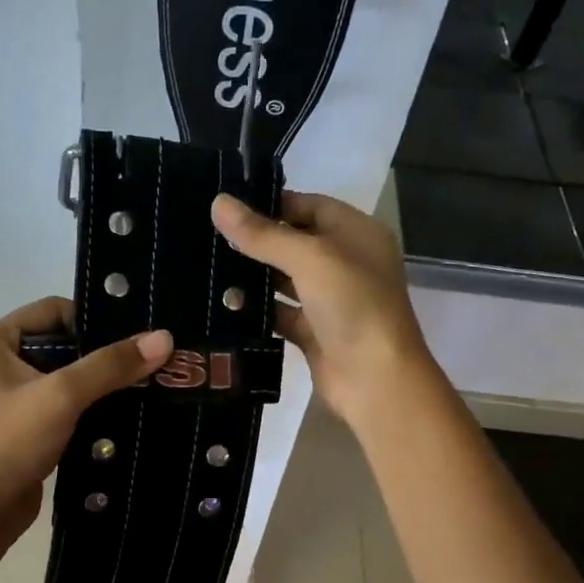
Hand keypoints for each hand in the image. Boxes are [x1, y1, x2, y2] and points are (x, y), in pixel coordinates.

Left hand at [0, 297, 172, 545]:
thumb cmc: (9, 442)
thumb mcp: (62, 395)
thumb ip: (111, 365)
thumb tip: (164, 337)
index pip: (54, 311)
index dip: (94, 321)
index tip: (135, 338)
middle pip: (64, 344)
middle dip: (104, 355)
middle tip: (150, 362)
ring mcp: (13, 397)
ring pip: (68, 377)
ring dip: (101, 384)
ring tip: (147, 386)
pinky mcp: (27, 426)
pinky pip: (66, 405)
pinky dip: (92, 408)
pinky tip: (126, 414)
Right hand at [211, 191, 431, 427]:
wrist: (376, 380)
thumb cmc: (353, 306)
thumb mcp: (310, 259)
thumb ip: (263, 234)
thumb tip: (219, 203)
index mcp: (357, 234)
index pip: (310, 206)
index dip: (272, 204)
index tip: (228, 207)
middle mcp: (346, 263)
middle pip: (295, 243)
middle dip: (256, 241)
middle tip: (208, 237)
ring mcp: (331, 301)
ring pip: (285, 280)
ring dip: (253, 277)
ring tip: (208, 268)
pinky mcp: (315, 333)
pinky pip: (281, 314)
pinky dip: (258, 311)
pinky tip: (224, 306)